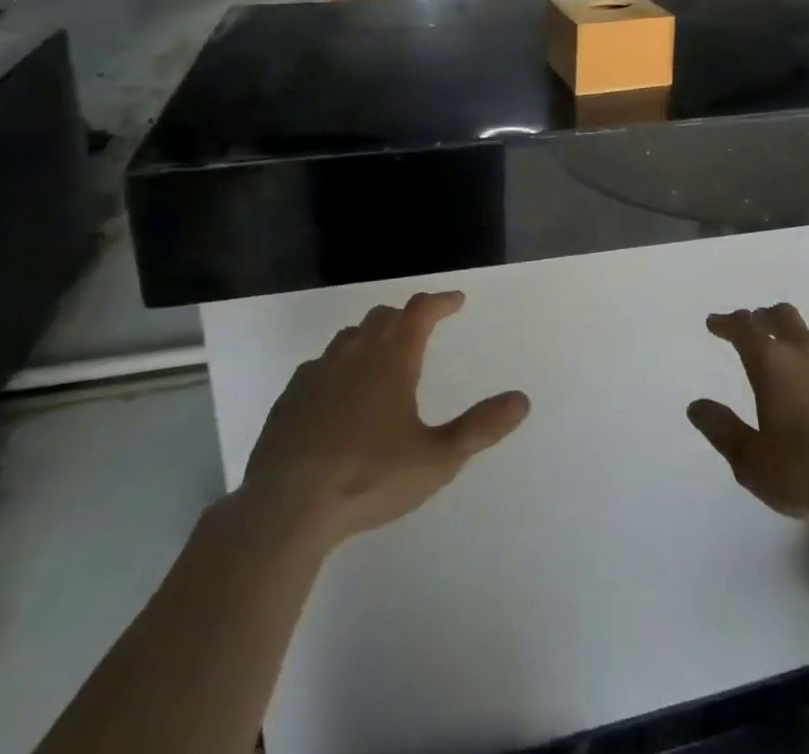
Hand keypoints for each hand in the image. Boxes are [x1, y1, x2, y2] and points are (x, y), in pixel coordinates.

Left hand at [238, 291, 529, 546]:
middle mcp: (355, 354)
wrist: (285, 508)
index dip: (440, 301)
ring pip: (349, 337)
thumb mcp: (437, 459)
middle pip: (383, 318)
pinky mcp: (290, 398)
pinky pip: (319, 365)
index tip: (456, 300)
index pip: (420, 311)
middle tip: (422, 326)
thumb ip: (480, 428)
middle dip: (406, 317)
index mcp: (392, 359)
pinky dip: (338, 365)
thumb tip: (522, 399)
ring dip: (371, 336)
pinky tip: (338, 391)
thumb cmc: (368, 477)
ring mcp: (317, 373)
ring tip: (382, 354)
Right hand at [688, 303, 808, 529]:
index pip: (744, 328)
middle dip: (763, 317)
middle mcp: (807, 353)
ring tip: (791, 356)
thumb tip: (697, 406)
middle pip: (783, 316)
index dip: (727, 322)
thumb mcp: (752, 461)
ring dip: (797, 338)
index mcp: (773, 364)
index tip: (715, 323)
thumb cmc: (807, 472)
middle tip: (754, 326)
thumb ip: (722, 430)